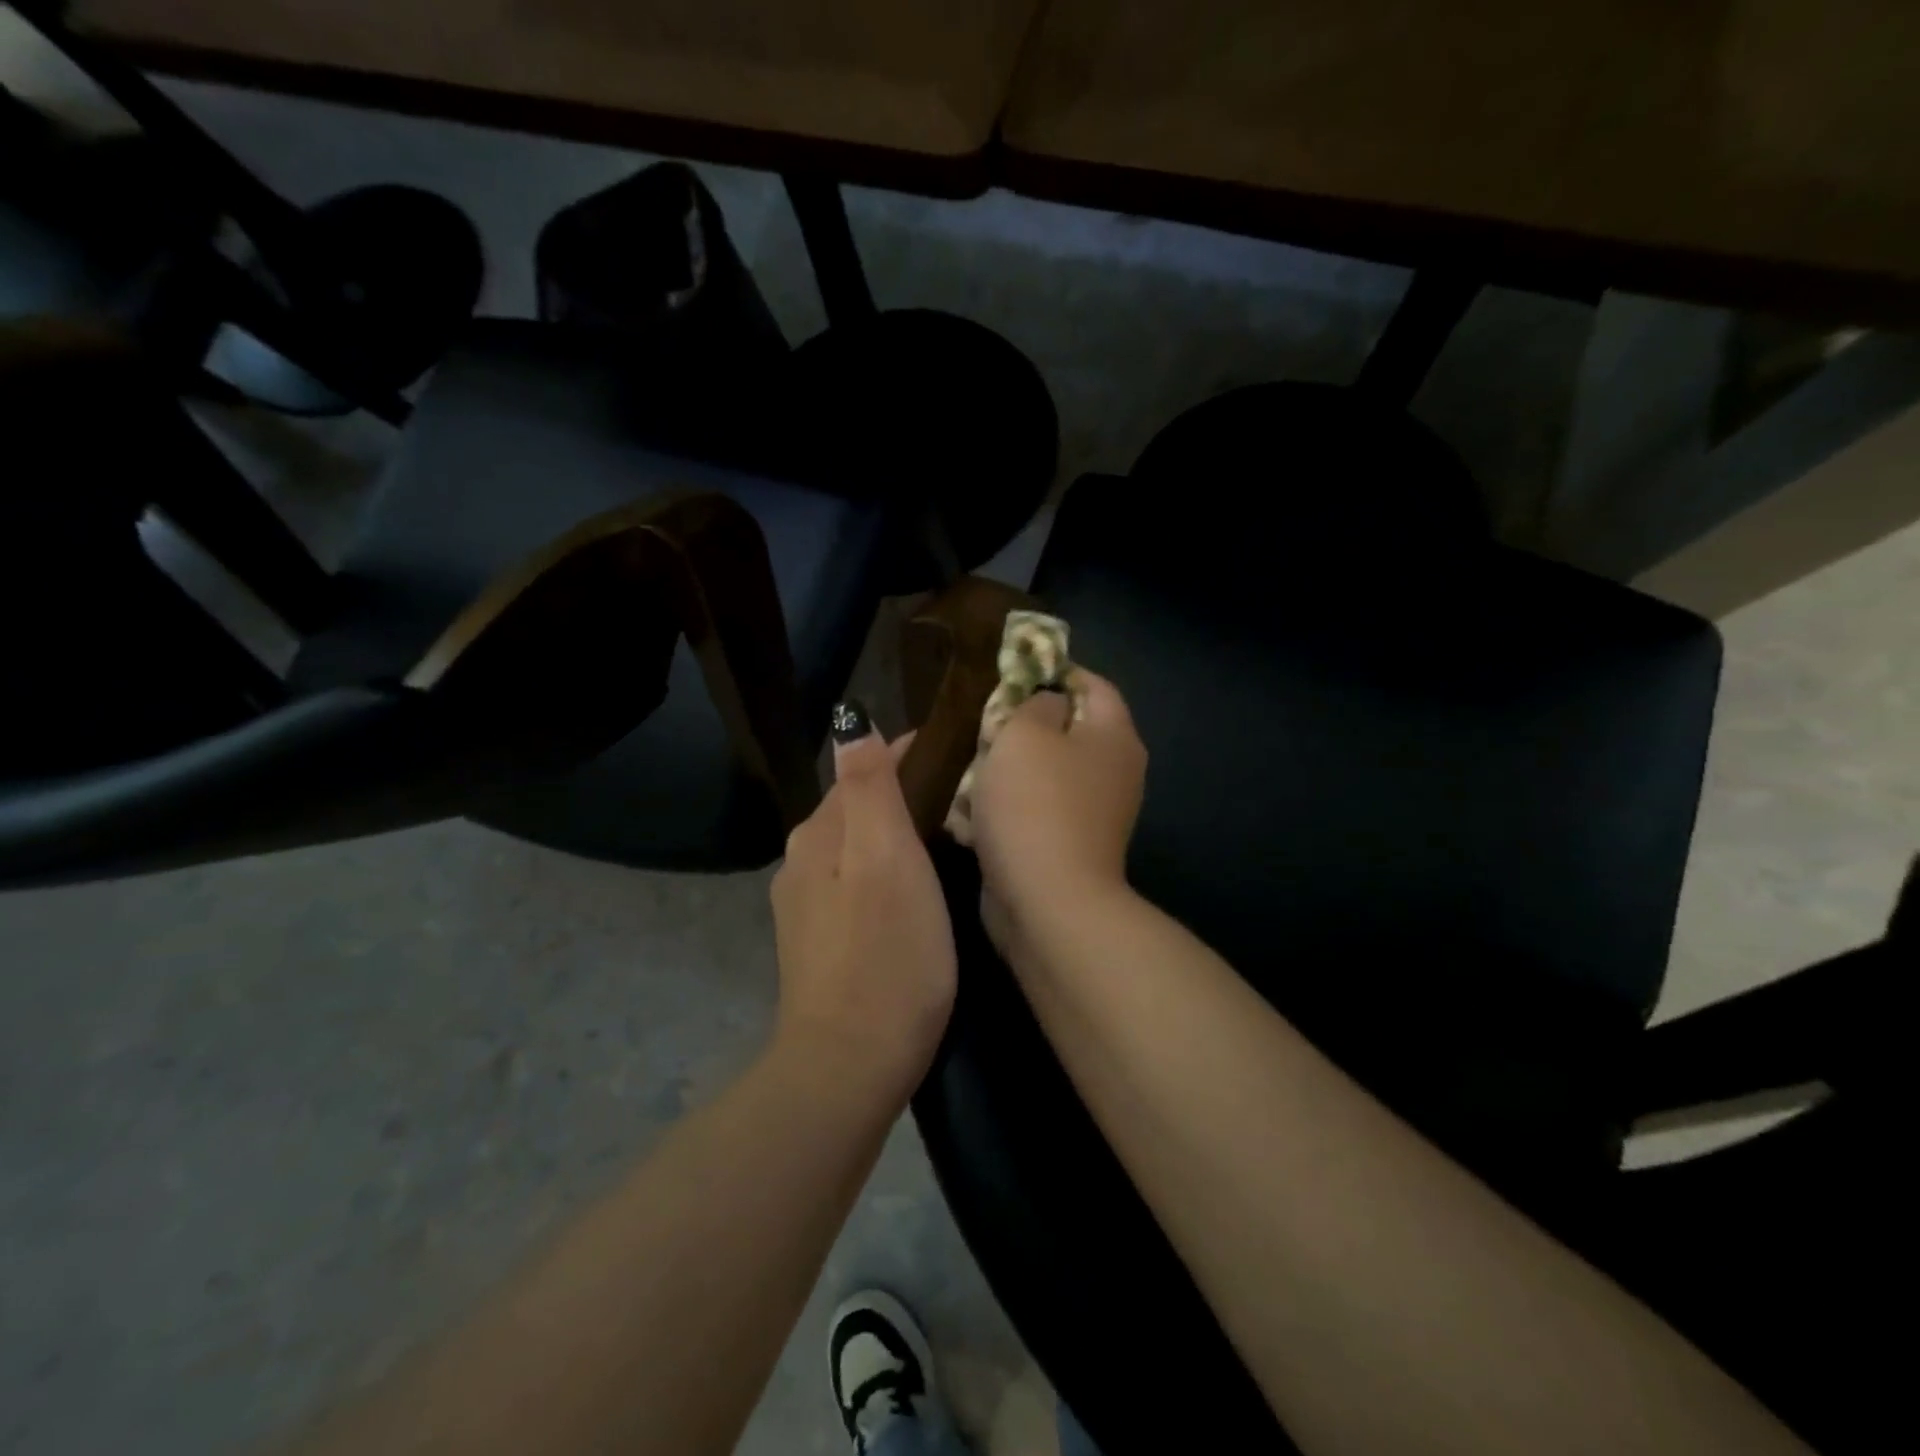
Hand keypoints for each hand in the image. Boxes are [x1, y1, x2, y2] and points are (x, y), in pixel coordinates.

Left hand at [770, 705, 955, 1096]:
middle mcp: (803, 861)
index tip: (960, 752)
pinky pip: (856, 885)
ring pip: (857, 848)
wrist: (850, 1065)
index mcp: (819, 834)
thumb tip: (854, 722)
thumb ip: (869, 788)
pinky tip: (915, 892)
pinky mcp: (819, 943)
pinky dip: (886, 872)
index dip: (910, 755)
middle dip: (905, 793)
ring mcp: (806, 907)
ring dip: (896, 834)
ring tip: (948, 840)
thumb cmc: (885, 954)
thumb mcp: (886, 858)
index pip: (865, 769)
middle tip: (966, 798)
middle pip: (858, 807)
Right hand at [972, 670, 1147, 947]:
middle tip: (979, 722)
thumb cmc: (1036, 804)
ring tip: (965, 765)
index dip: (1051, 671)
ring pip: (1044, 774)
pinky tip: (969, 812)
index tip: (1007, 674)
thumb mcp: (1024, 733)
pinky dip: (1006, 810)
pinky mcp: (1065, 847)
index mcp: (1113, 736)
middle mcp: (1112, 772)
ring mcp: (1091, 814)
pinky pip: (1033, 813)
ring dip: (1005, 770)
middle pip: (1065, 730)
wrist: (1047, 902)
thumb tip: (1044, 705)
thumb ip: (1033, 704)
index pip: (1091, 684)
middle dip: (1019, 725)